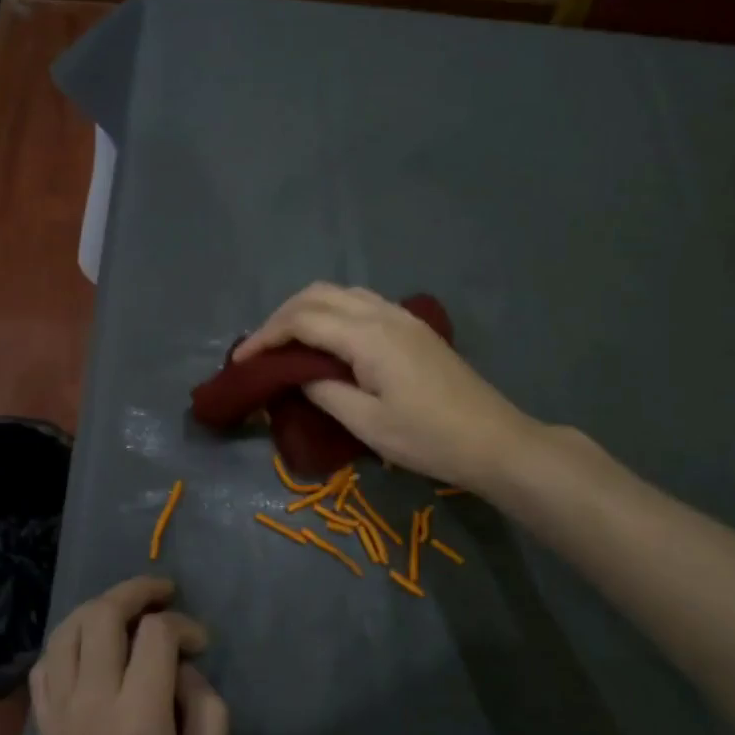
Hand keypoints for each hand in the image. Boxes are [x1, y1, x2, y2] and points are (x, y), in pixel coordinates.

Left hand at [27, 576, 228, 734]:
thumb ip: (207, 714)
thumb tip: (186, 671)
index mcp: (138, 721)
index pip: (156, 635)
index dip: (184, 625)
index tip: (201, 644)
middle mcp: (91, 706)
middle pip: (102, 615)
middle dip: (136, 591)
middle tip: (163, 593)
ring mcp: (59, 717)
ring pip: (66, 632)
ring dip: (97, 607)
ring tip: (126, 609)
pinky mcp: (42, 734)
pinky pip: (45, 668)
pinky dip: (67, 642)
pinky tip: (90, 649)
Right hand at [235, 282, 536, 488]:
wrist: (494, 440)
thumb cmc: (429, 439)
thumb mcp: (367, 424)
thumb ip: (323, 391)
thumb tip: (296, 372)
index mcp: (368, 336)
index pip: (302, 320)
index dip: (265, 336)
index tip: (240, 360)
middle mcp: (382, 313)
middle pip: (317, 295)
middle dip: (280, 317)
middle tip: (259, 350)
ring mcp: (401, 316)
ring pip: (339, 293)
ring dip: (306, 310)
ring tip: (285, 343)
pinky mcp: (412, 326)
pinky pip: (360, 302)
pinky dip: (331, 312)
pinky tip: (325, 340)